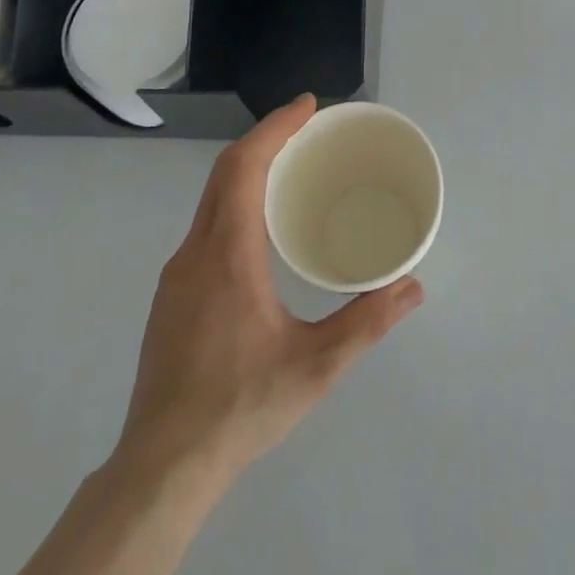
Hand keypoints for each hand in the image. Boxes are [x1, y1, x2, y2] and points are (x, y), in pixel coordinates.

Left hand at [113, 94, 423, 492]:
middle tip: (306, 127)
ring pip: (211, 200)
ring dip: (248, 171)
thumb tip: (413, 286)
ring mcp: (176, 275)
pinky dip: (235, 203)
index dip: (275, 128)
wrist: (162, 468)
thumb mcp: (316, 366)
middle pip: (224, 173)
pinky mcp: (171, 298)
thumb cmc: (241, 407)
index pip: (244, 166)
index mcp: (227, 253)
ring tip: (290, 170)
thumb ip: (368, 322)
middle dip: (265, 139)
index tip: (307, 107)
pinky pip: (205, 227)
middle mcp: (195, 252)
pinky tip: (260, 230)